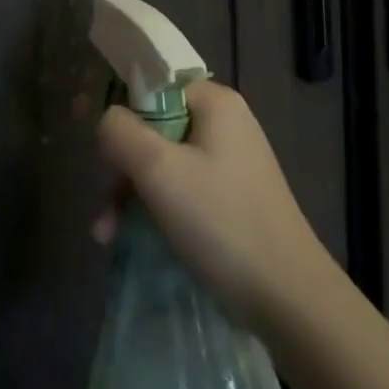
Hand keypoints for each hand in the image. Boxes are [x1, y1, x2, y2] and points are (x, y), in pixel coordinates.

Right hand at [94, 81, 337, 334]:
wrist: (292, 303)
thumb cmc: (222, 223)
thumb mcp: (158, 170)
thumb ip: (120, 131)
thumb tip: (106, 119)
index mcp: (214, 102)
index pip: (151, 85)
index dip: (118, 111)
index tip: (95, 145)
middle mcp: (225, 123)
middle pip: (152, 127)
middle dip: (121, 166)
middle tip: (104, 205)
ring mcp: (231, 162)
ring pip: (162, 162)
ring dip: (131, 193)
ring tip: (106, 233)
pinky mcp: (232, 198)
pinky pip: (181, 189)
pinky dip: (154, 209)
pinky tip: (129, 239)